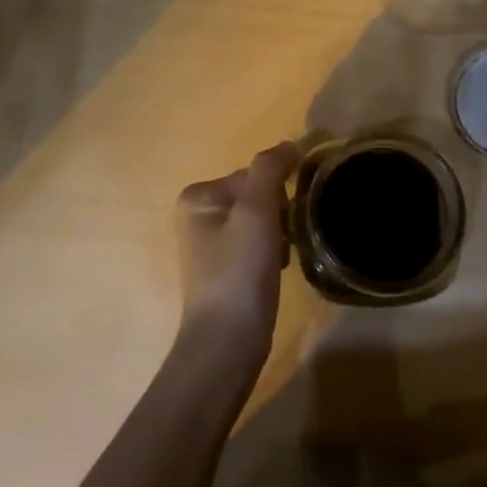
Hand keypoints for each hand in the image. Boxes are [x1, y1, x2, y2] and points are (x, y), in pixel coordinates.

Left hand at [173, 142, 299, 361]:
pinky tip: (274, 272)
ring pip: (261, 221)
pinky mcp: (223, 270)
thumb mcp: (256, 210)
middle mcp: (196, 215)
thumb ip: (270, 169)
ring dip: (279, 235)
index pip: (253, 175)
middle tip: (281, 242)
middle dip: (278, 216)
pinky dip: (272, 254)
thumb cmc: (239, 270)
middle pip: (257, 197)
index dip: (276, 194)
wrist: (228, 341)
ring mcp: (208, 245)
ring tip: (278, 260)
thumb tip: (289, 144)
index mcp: (197, 196)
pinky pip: (257, 245)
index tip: (282, 221)